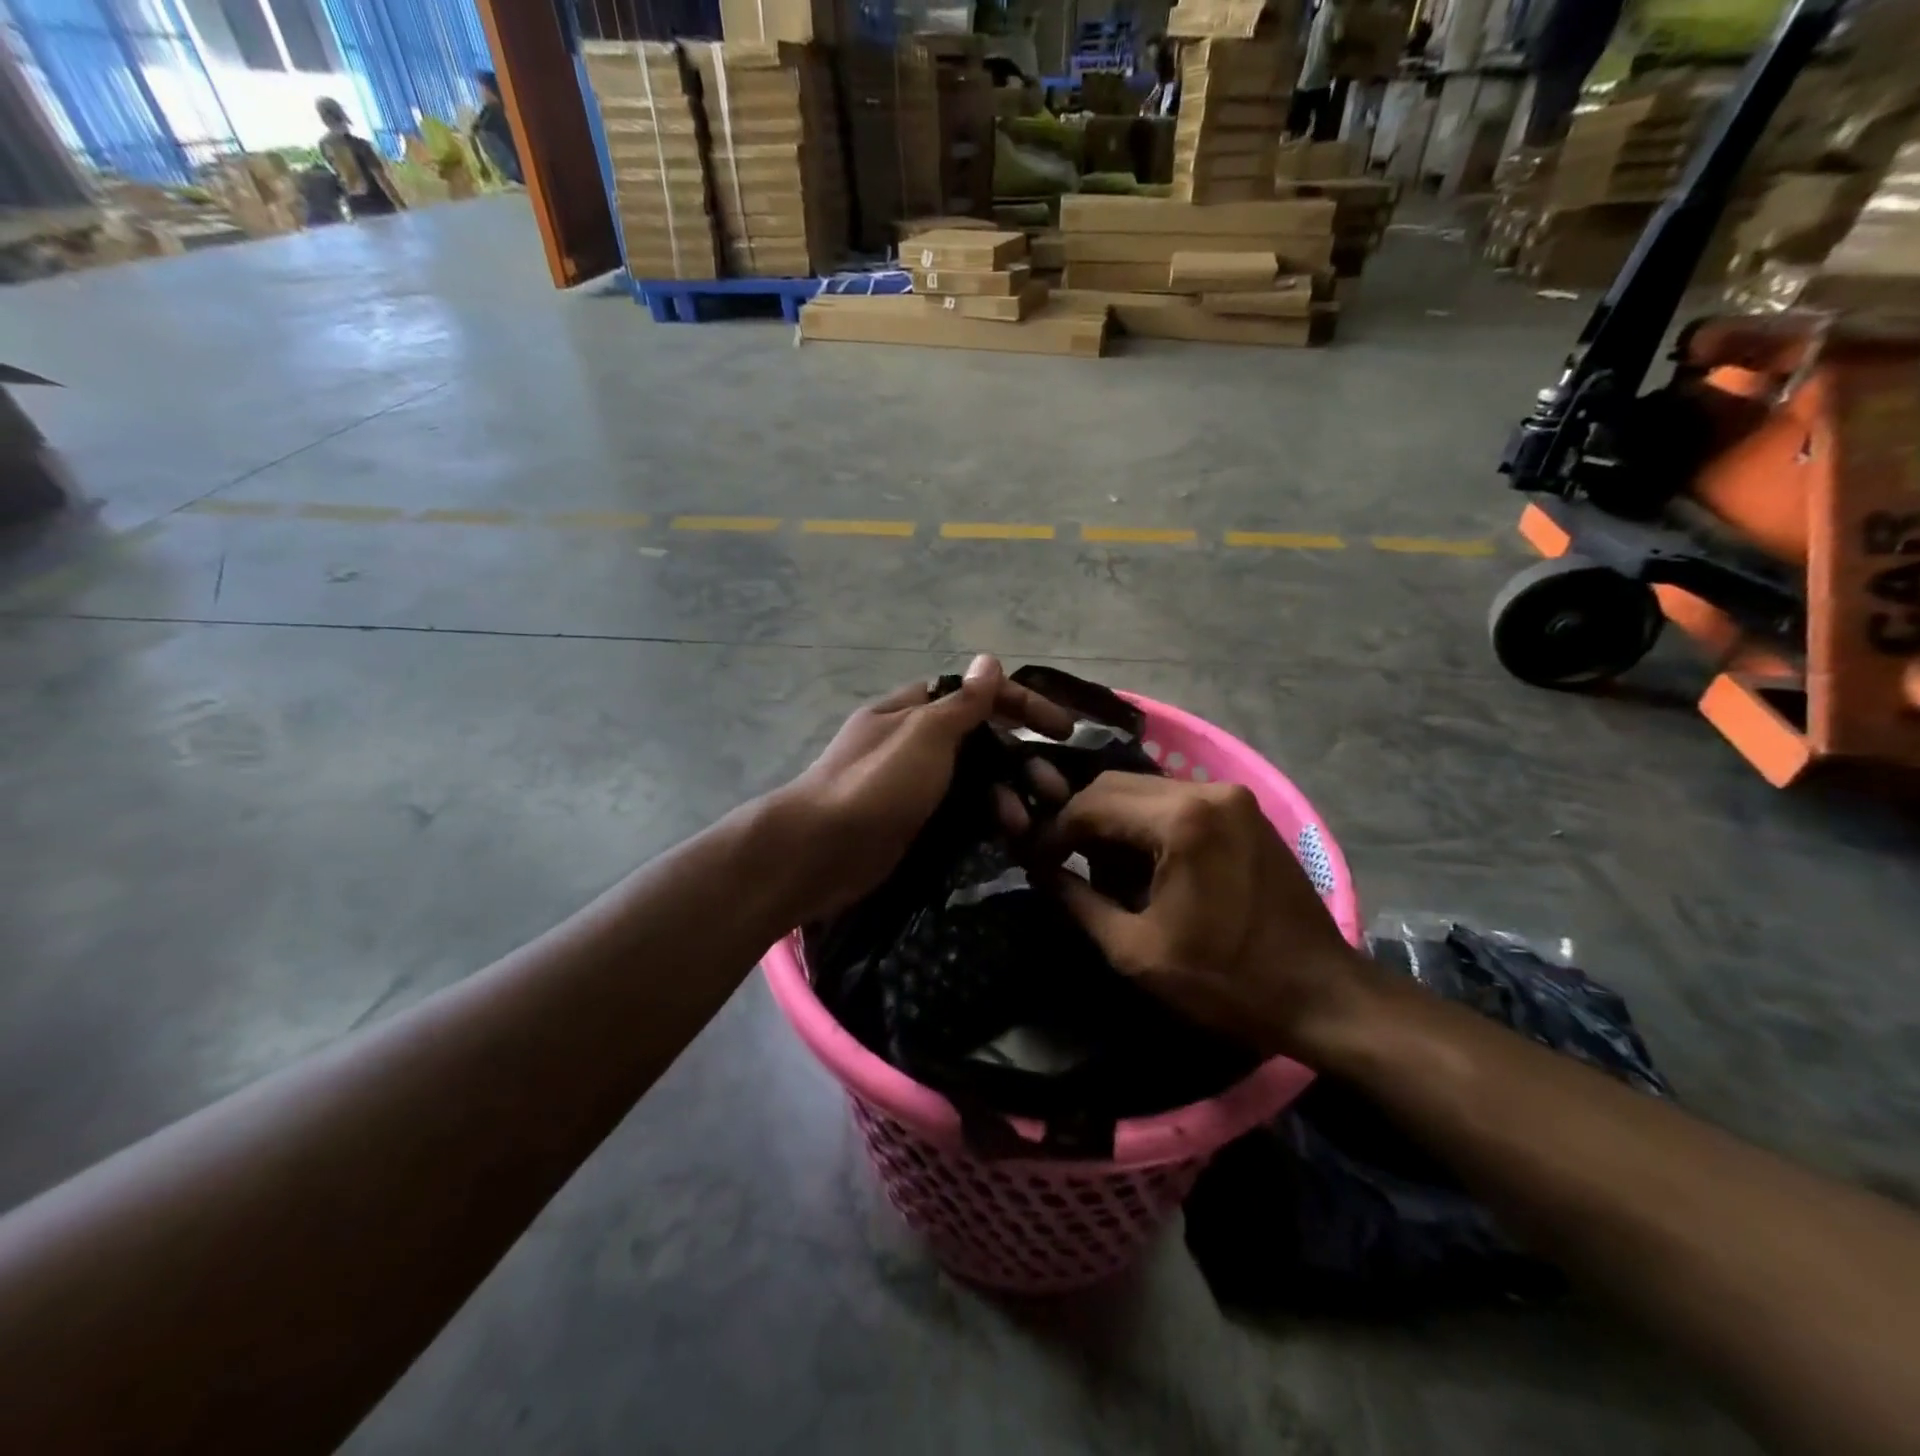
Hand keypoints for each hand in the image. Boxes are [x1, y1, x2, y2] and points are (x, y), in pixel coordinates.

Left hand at [776, 655, 1073, 917]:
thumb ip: (963, 702)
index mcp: (913, 711)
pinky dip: (986, 821)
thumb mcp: (924, 734)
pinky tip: (1008, 838)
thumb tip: (990, 659)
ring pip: (974, 782)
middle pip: (981, 741)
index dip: (1022, 704)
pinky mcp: (915, 823)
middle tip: (1056, 790)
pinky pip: (961, 814)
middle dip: (1022, 761)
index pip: (977, 695)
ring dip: (1007, 796)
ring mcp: (914, 786)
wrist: (819, 852)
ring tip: (1029, 823)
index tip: (1063, 729)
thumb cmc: (876, 782)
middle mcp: (915, 743)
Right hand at [1042, 772, 1364, 1057]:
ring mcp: (1231, 796)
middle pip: (1116, 784)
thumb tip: (1041, 871)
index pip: (1091, 804)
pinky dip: (1148, 821)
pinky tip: (1142, 860)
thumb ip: (1079, 901)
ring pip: (1146, 789)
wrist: (1322, 994)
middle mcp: (1206, 790)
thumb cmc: (1226, 980)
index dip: (1055, 831)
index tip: (1035, 860)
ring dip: (1115, 820)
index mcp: (1180, 820)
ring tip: (1101, 866)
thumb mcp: (1136, 951)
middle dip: (1082, 820)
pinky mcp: (1245, 810)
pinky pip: (1177, 800)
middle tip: (1063, 861)